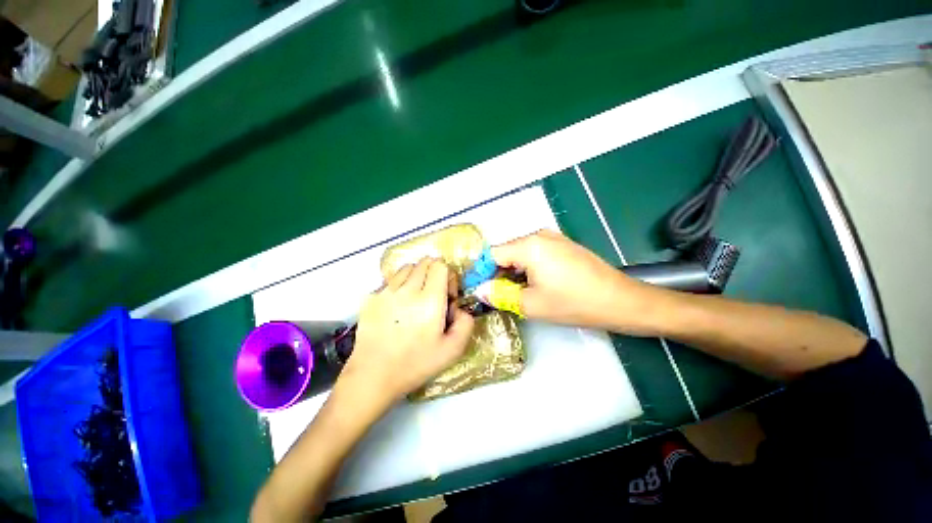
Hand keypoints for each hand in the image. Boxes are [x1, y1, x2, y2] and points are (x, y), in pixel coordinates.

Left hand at [337, 258, 474, 412]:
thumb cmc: (415, 364)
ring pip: (406, 268)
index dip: (448, 276)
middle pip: (424, 262)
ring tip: (415, 298)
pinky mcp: (371, 297)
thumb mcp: (452, 350)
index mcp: (429, 300)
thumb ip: (466, 323)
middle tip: (433, 296)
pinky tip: (398, 307)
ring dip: (416, 277)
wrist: (373, 376)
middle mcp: (407, 289)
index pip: (440, 265)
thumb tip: (460, 308)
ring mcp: (386, 291)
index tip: (447, 296)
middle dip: (434, 274)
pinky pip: (390, 280)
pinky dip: (399, 286)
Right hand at [491, 229, 656, 332]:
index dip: (482, 273)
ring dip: (513, 272)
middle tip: (498, 296)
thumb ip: (500, 295)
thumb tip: (480, 291)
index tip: (480, 291)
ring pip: (521, 254)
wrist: (620, 300)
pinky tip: (535, 285)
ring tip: (516, 293)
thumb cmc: (573, 303)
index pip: (492, 254)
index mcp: (528, 245)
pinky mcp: (563, 245)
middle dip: (498, 274)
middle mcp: (538, 235)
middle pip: (506, 252)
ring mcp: (553, 238)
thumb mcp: (531, 304)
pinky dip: (528, 268)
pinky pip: (535, 254)